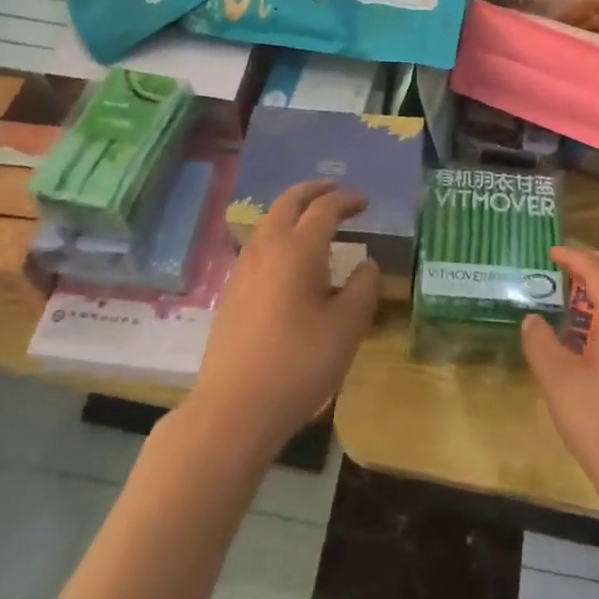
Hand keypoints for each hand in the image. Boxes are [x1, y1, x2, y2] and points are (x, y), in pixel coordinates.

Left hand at [190, 180, 380, 457]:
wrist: (234, 408)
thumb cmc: (299, 363)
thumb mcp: (347, 327)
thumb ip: (362, 289)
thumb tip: (366, 265)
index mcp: (298, 249)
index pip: (324, 208)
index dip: (346, 199)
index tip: (364, 202)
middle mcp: (267, 248)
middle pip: (288, 202)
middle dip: (313, 190)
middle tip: (334, 191)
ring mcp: (243, 269)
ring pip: (268, 221)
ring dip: (292, 210)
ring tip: (312, 220)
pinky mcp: (231, 292)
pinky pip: (258, 245)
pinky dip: (278, 234)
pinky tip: (288, 259)